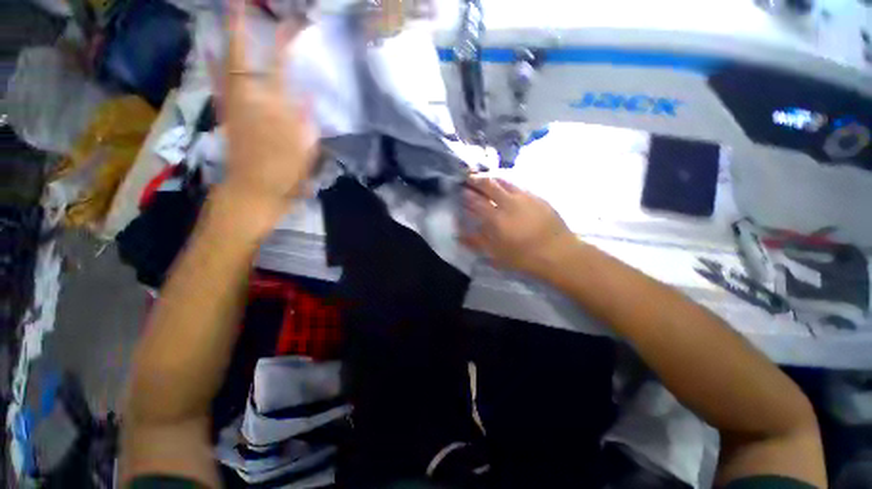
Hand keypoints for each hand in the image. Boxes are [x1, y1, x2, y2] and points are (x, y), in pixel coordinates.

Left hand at [210, 0, 317, 234]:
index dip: (284, 41)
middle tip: (239, 3)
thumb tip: (306, 93)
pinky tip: (210, 50)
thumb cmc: (284, 172)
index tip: (292, 22)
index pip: (279, 66)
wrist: (254, 191)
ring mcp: (232, 104)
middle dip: (239, 26)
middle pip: (240, 55)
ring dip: (224, 38)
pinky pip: (217, 82)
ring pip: (223, 63)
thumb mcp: (305, 148)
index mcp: (272, 106)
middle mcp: (247, 97)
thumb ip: (305, 118)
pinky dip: (213, 63)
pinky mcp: (226, 114)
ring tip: (227, 17)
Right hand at [461, 177, 576, 276]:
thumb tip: (459, 234)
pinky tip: (506, 186)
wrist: (559, 253)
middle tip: (469, 178)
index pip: (476, 201)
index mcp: (496, 218)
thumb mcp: (496, 254)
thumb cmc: (524, 257)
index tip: (461, 191)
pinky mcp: (537, 196)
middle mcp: (508, 202)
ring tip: (485, 178)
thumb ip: (476, 242)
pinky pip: (518, 184)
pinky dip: (507, 183)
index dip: (467, 194)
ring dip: (491, 178)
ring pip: (504, 180)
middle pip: (489, 184)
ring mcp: (524, 197)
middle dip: (476, 179)